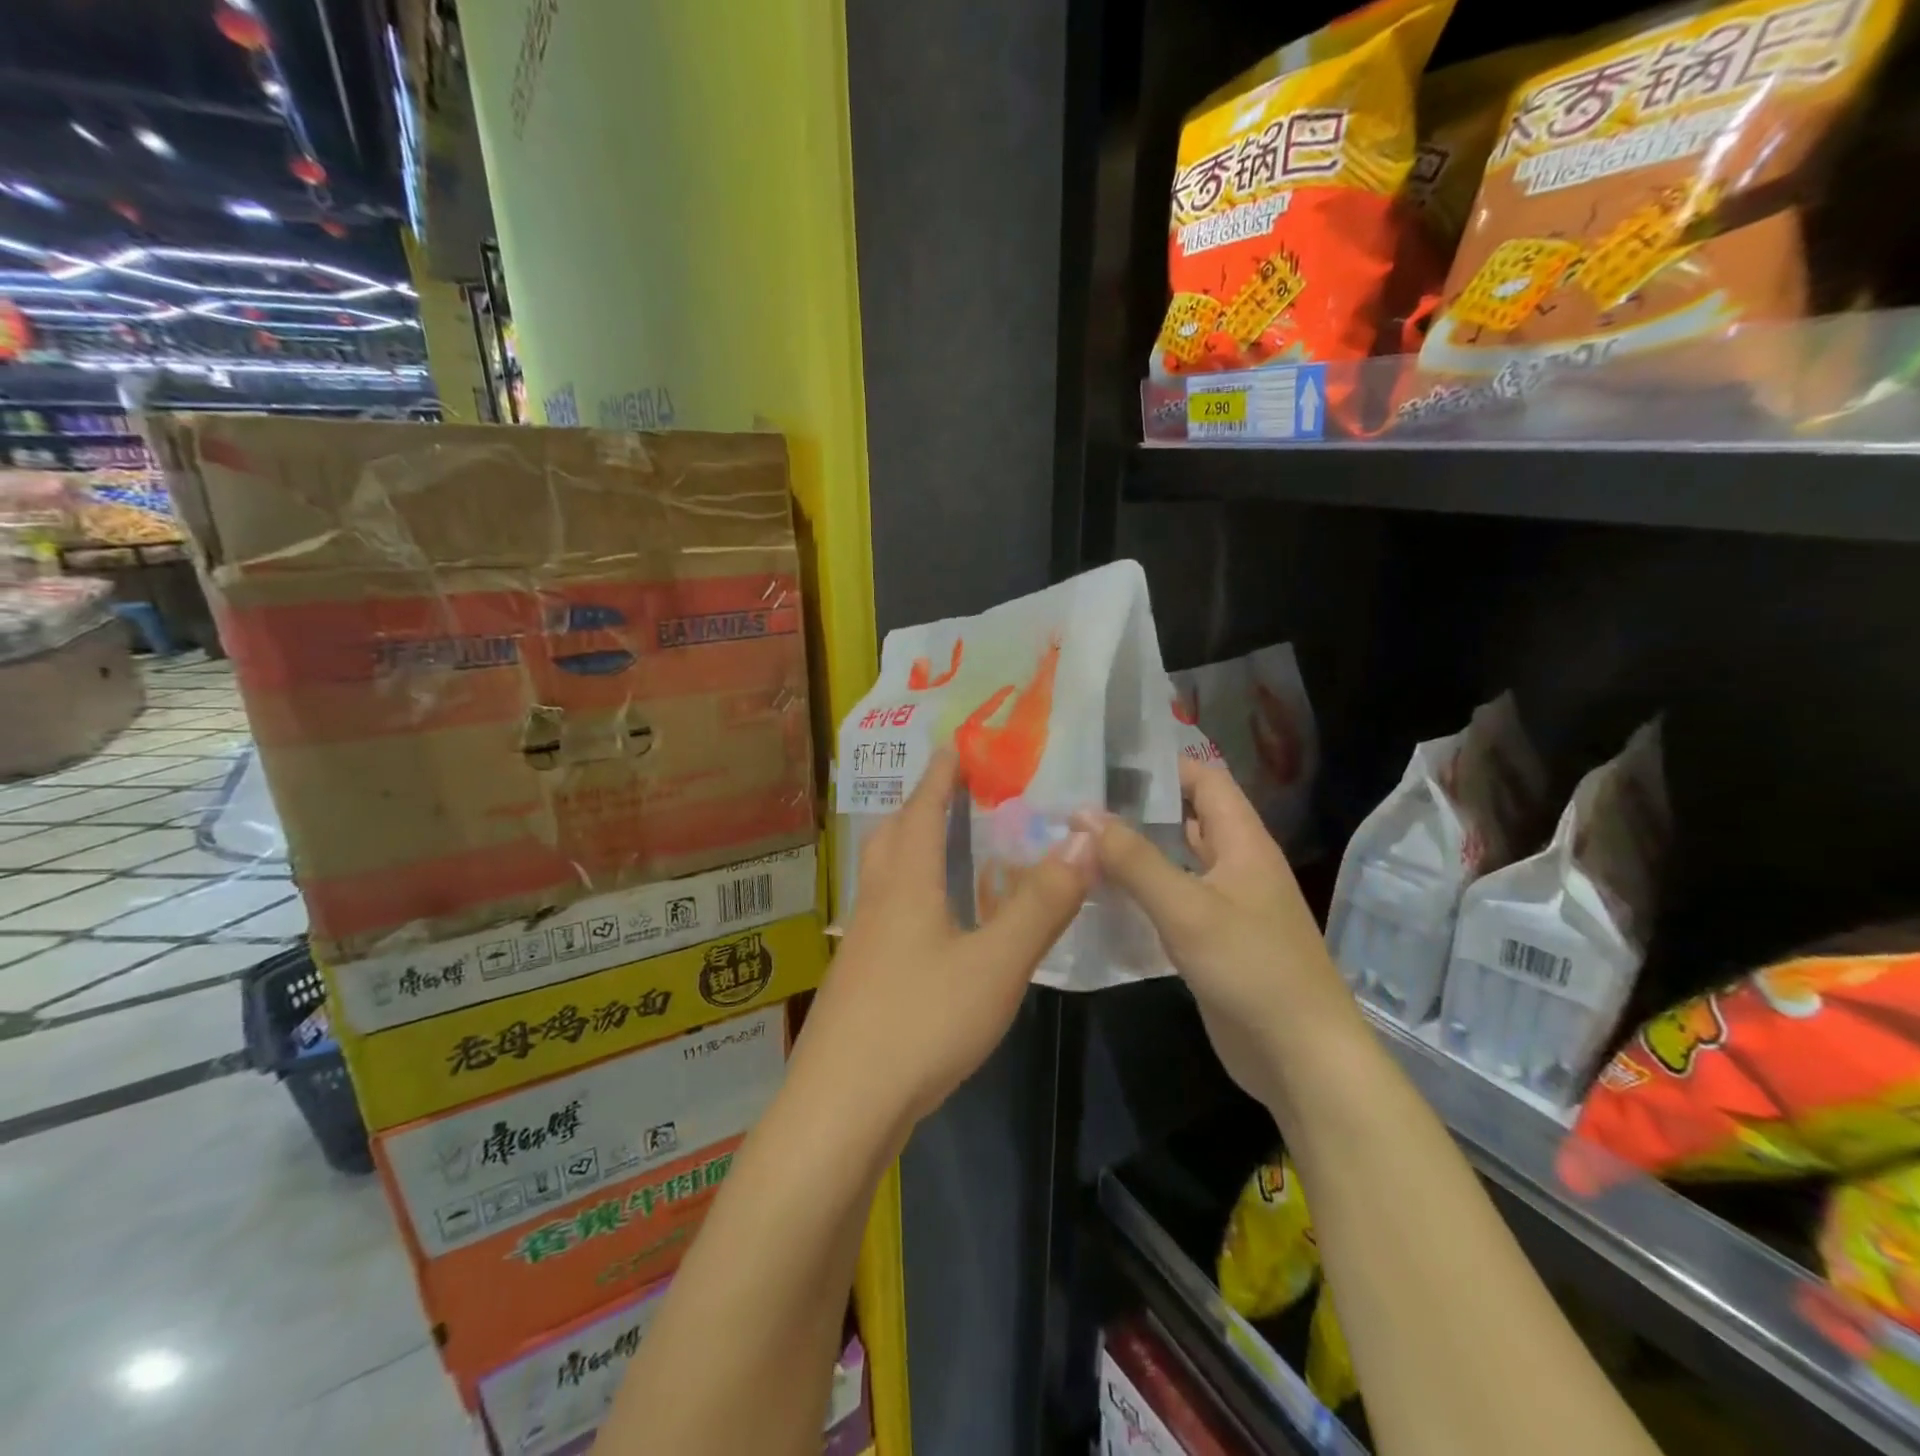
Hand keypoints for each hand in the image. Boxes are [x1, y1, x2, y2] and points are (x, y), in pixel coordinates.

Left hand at [798, 748, 1096, 1130]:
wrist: (842, 1107)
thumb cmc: (921, 1023)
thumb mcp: (996, 965)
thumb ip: (1041, 905)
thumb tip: (1083, 838)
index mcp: (906, 886)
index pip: (922, 812)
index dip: (938, 778)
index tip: (951, 746)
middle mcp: (877, 904)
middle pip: (890, 838)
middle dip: (917, 807)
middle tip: (946, 793)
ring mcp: (861, 944)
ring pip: (881, 876)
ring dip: (906, 849)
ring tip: (938, 848)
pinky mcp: (857, 980)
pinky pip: (883, 913)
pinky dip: (906, 894)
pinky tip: (927, 925)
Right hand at [1078, 759, 1353, 1108]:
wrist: (1300, 1057)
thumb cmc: (1251, 969)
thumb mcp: (1187, 908)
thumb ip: (1135, 860)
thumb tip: (1083, 813)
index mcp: (1243, 843)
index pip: (1206, 780)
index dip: (1164, 765)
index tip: (1108, 762)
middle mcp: (1237, 865)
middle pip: (1187, 819)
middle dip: (1139, 809)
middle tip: (1079, 802)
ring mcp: (1226, 905)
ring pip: (1177, 862)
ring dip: (1137, 852)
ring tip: (1080, 842)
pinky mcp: (1213, 941)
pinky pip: (1173, 902)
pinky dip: (1142, 893)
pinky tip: (1102, 896)